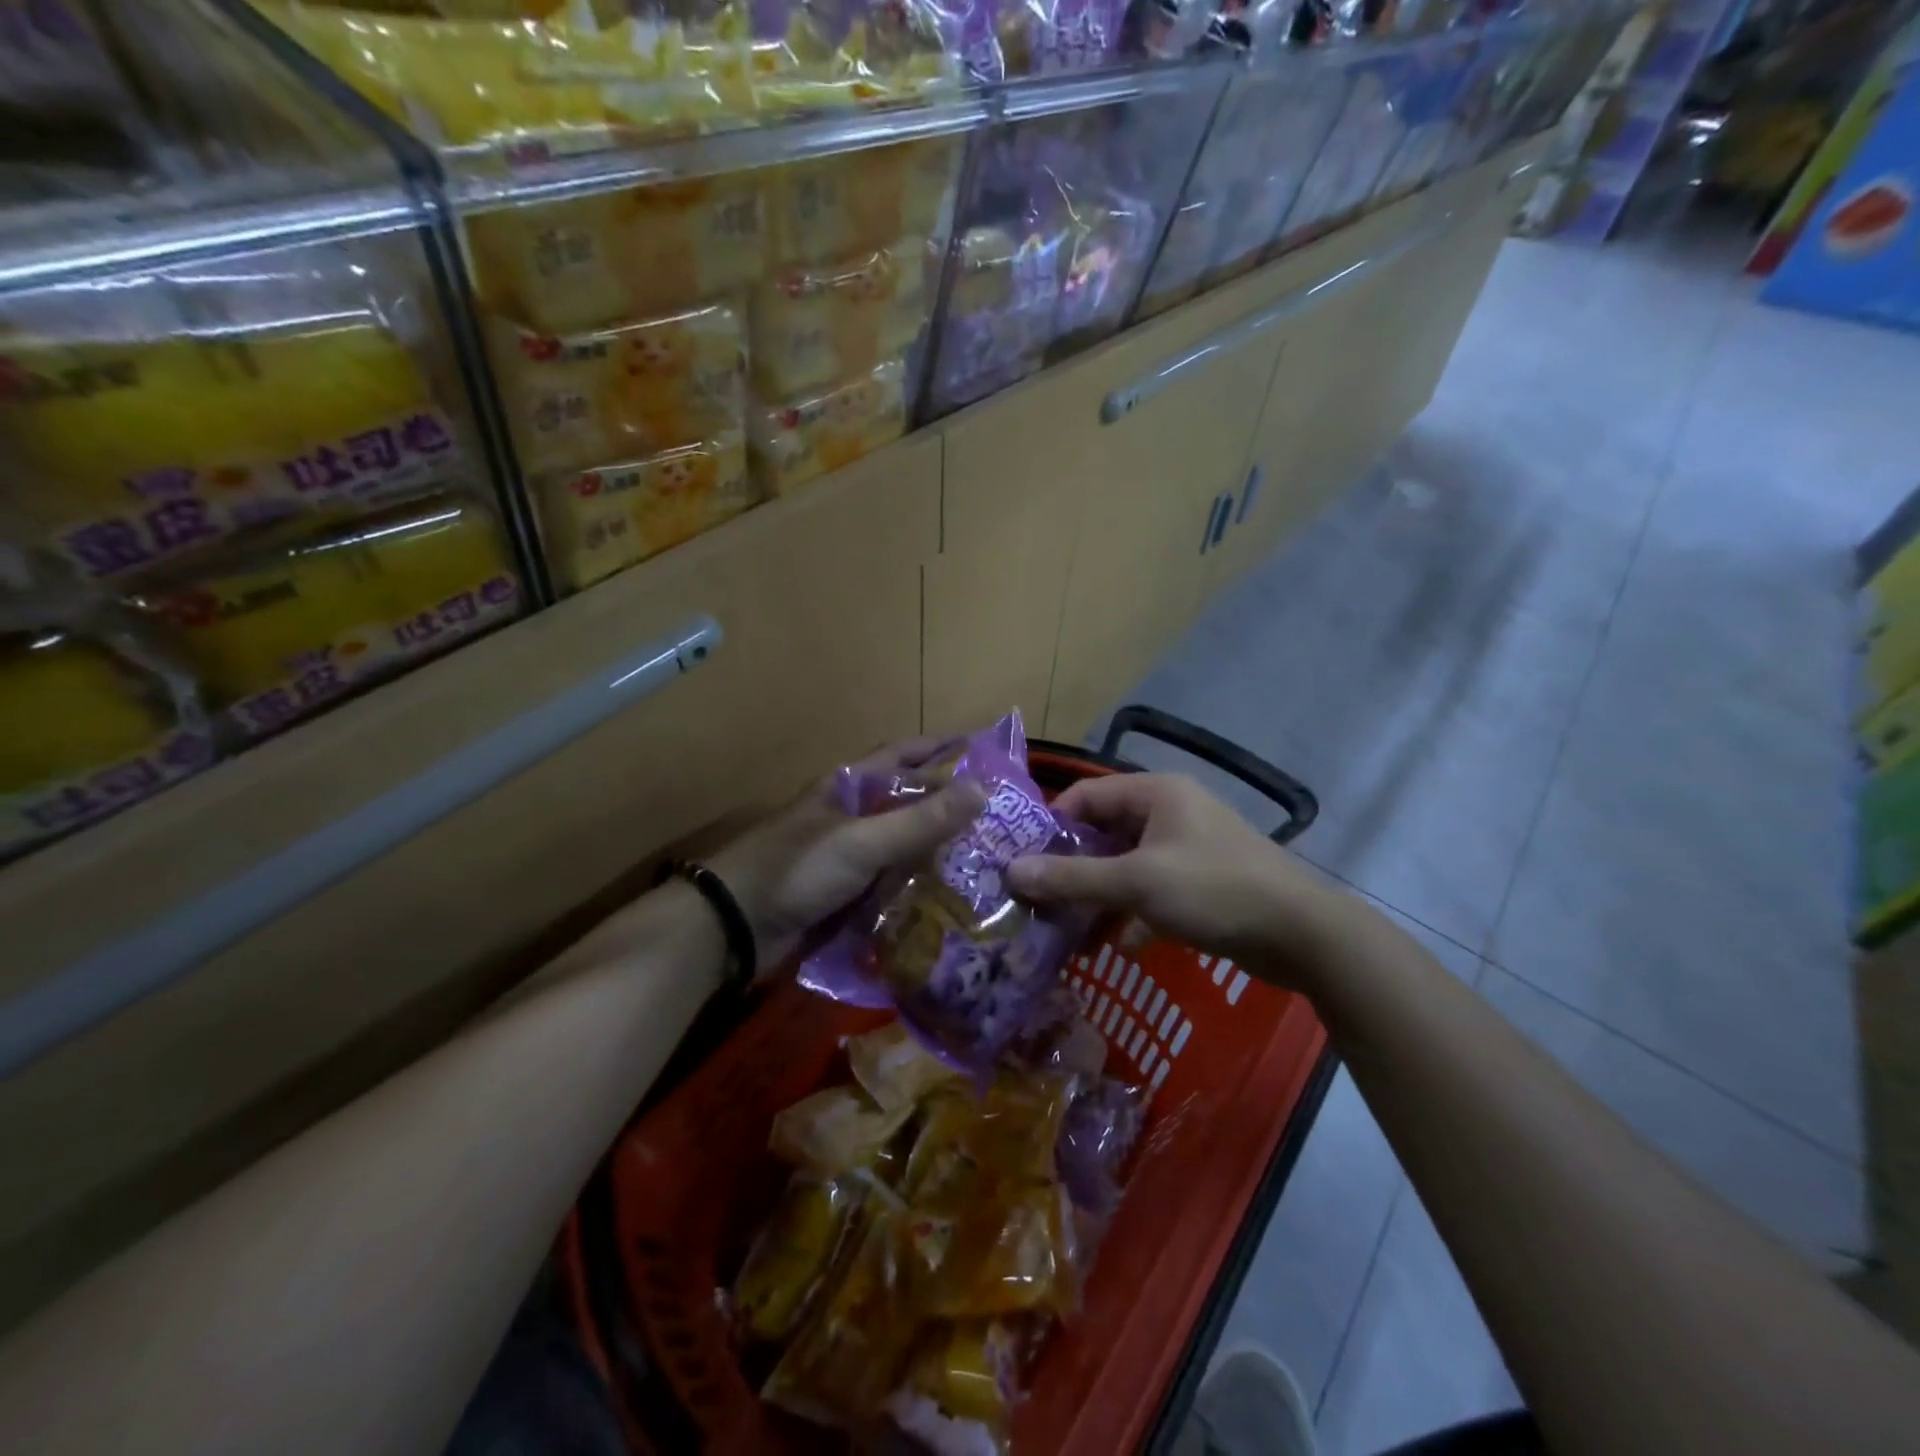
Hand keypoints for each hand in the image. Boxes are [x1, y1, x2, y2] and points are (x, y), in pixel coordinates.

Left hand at [707, 739, 984, 970]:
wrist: (733, 928)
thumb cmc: (797, 869)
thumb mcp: (862, 841)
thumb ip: (920, 821)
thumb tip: (982, 790)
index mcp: (848, 788)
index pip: (901, 755)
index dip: (939, 748)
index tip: (983, 750)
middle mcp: (850, 817)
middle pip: (907, 804)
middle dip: (948, 808)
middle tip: (1002, 818)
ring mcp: (846, 859)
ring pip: (902, 848)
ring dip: (937, 853)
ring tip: (990, 862)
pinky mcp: (844, 896)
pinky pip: (890, 887)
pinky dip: (917, 891)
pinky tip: (952, 902)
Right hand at [1005, 773, 1345, 982]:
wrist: (1302, 935)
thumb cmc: (1213, 891)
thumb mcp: (1137, 883)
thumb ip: (1073, 878)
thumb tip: (1012, 872)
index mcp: (1155, 794)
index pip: (1085, 796)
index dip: (1051, 827)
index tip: (1024, 864)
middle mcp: (1170, 812)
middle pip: (1104, 832)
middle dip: (1073, 868)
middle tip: (1039, 900)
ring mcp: (1188, 847)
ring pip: (1126, 865)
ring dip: (1099, 895)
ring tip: (1068, 928)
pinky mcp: (1201, 882)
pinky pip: (1152, 890)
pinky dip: (1133, 912)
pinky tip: (1121, 945)